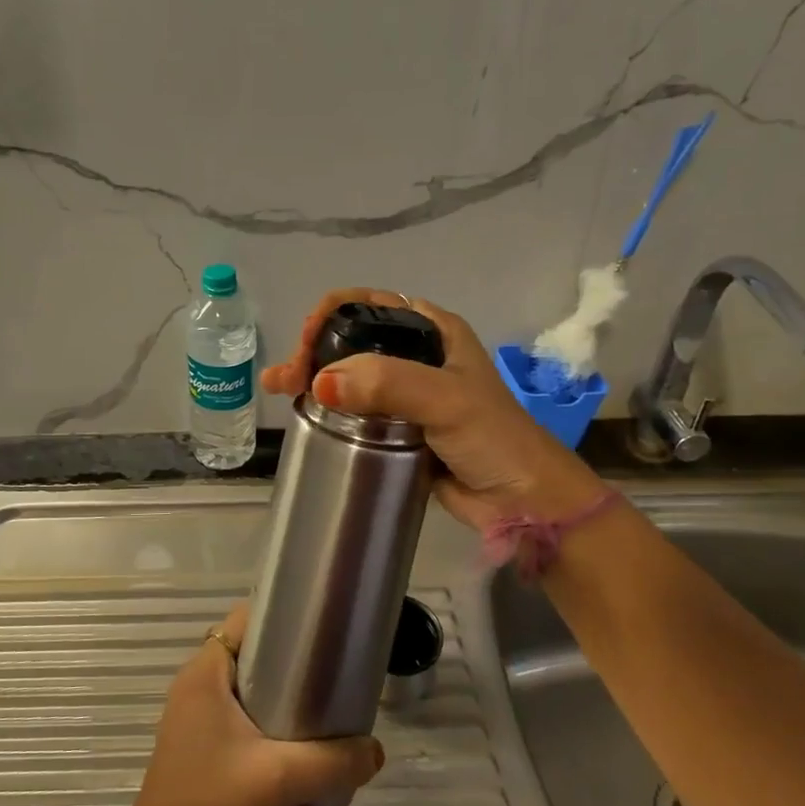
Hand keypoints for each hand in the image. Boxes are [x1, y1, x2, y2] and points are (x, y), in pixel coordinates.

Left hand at [117, 602, 384, 805]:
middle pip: (247, 649)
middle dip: (287, 655)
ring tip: (319, 702)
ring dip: (276, 689)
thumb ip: (331, 762)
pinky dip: (263, 716)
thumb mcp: (278, 778)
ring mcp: (194, 715)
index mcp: (205, 671)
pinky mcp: (198, 743)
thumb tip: (376, 751)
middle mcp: (196, 684)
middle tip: (328, 667)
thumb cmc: (210, 801)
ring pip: (243, 684)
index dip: (280, 615)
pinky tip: (292, 741)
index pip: (244, 618)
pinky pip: (236, 712)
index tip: (319, 626)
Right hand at [259, 288, 603, 529]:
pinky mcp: (395, 427)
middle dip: (313, 349)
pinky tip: (302, 413)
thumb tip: (319, 384)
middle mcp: (416, 354)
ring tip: (280, 392)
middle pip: (351, 337)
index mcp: (432, 329)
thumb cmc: (494, 439)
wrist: (524, 502)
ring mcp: (405, 392)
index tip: (307, 345)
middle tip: (287, 378)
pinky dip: (326, 407)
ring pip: (348, 373)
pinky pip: (354, 409)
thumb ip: (387, 384)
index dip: (331, 314)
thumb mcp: (445, 400)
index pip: (369, 302)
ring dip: (312, 377)